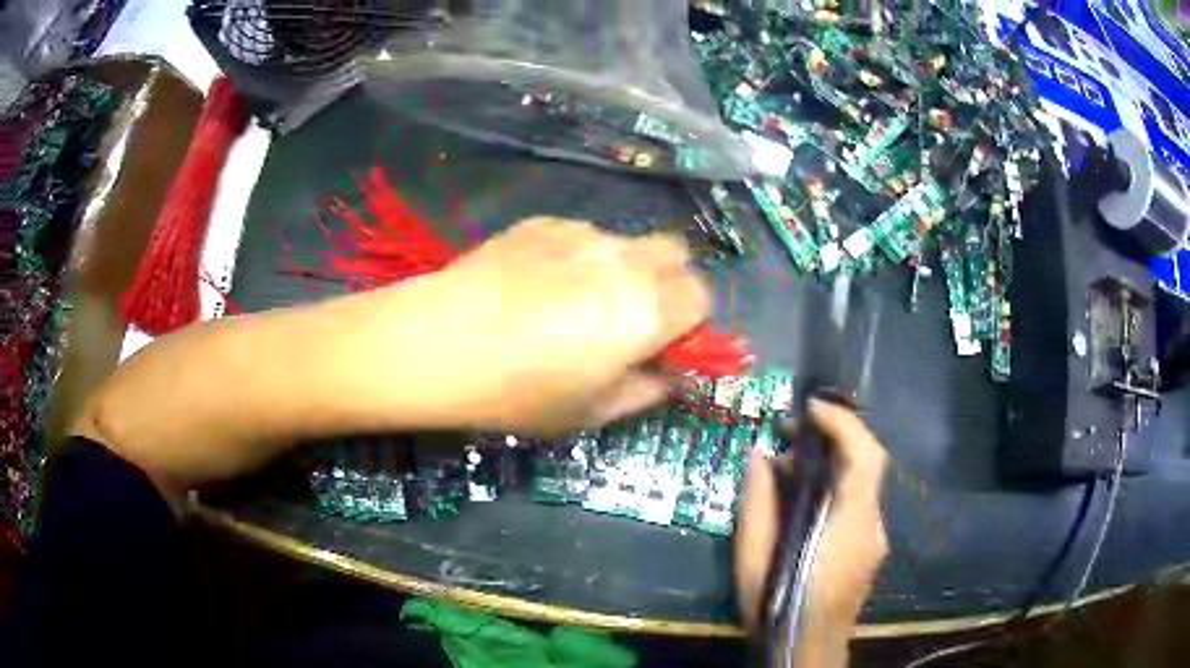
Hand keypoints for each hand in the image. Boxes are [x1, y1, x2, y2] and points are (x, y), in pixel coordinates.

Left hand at [408, 217, 711, 432]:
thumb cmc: (520, 391)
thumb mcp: (592, 412)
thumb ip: (646, 391)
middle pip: (676, 253)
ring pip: (626, 242)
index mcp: (648, 309)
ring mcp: (582, 234)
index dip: (689, 320)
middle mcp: (624, 260)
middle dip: (668, 282)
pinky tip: (537, 283)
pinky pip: (581, 234)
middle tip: (631, 315)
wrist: (440, 342)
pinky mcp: (542, 222)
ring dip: (621, 267)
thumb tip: (668, 375)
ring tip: (573, 299)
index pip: (702, 295)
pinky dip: (578, 256)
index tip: (662, 341)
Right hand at [734, 399, 889, 666]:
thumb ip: (758, 504)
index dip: (843, 423)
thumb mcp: (754, 558)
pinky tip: (802, 500)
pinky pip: (856, 502)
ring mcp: (874, 537)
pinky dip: (834, 486)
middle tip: (791, 429)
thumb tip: (759, 455)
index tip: (810, 406)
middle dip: (834, 435)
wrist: (807, 650)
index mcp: (851, 524)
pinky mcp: (868, 548)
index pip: (865, 456)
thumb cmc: (779, 606)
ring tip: (786, 466)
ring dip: (831, 462)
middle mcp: (872, 524)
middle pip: (867, 462)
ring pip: (861, 482)